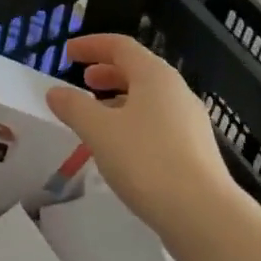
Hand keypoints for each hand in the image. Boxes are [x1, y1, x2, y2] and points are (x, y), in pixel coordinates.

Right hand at [45, 33, 244, 260]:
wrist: (204, 216)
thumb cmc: (147, 162)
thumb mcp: (100, 132)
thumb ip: (74, 107)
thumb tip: (55, 92)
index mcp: (154, 75)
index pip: (120, 45)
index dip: (91, 45)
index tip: (68, 52)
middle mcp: (176, 90)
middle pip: (137, 69)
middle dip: (107, 72)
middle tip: (84, 81)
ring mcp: (190, 120)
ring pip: (149, 98)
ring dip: (120, 99)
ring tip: (98, 116)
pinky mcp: (196, 150)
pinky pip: (159, 122)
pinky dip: (134, 122)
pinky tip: (122, 148)